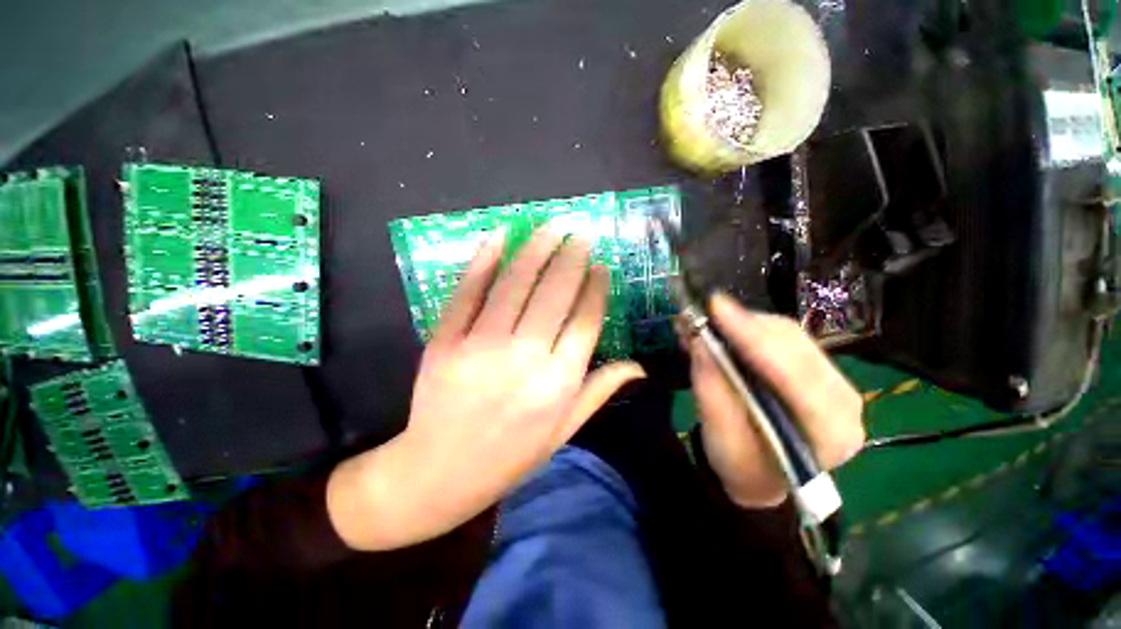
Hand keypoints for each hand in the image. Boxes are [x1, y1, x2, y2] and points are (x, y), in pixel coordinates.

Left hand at [328, 227, 644, 549]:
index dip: (595, 288)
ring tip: (552, 226)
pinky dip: (484, 260)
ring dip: (536, 249)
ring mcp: (481, 345)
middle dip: (571, 257)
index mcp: (558, 383)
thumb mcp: (563, 430)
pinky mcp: (446, 339)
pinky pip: (468, 292)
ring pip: (515, 284)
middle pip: (554, 293)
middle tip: (581, 233)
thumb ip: (599, 390)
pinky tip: (500, 236)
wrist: (440, 472)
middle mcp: (525, 358)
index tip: (602, 266)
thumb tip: (639, 365)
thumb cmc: (511, 455)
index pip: (585, 321)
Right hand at [685, 294, 863, 507]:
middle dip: (744, 325)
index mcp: (831, 431)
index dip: (752, 338)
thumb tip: (699, 340)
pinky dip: (747, 328)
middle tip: (702, 312)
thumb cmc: (742, 466)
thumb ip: (711, 389)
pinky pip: (781, 336)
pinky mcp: (816, 367)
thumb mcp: (720, 438)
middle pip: (794, 346)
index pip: (794, 374)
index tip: (716, 308)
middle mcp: (843, 400)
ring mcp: (833, 380)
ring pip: (788, 334)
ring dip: (742, 324)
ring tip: (705, 321)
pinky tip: (722, 328)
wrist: (760, 474)